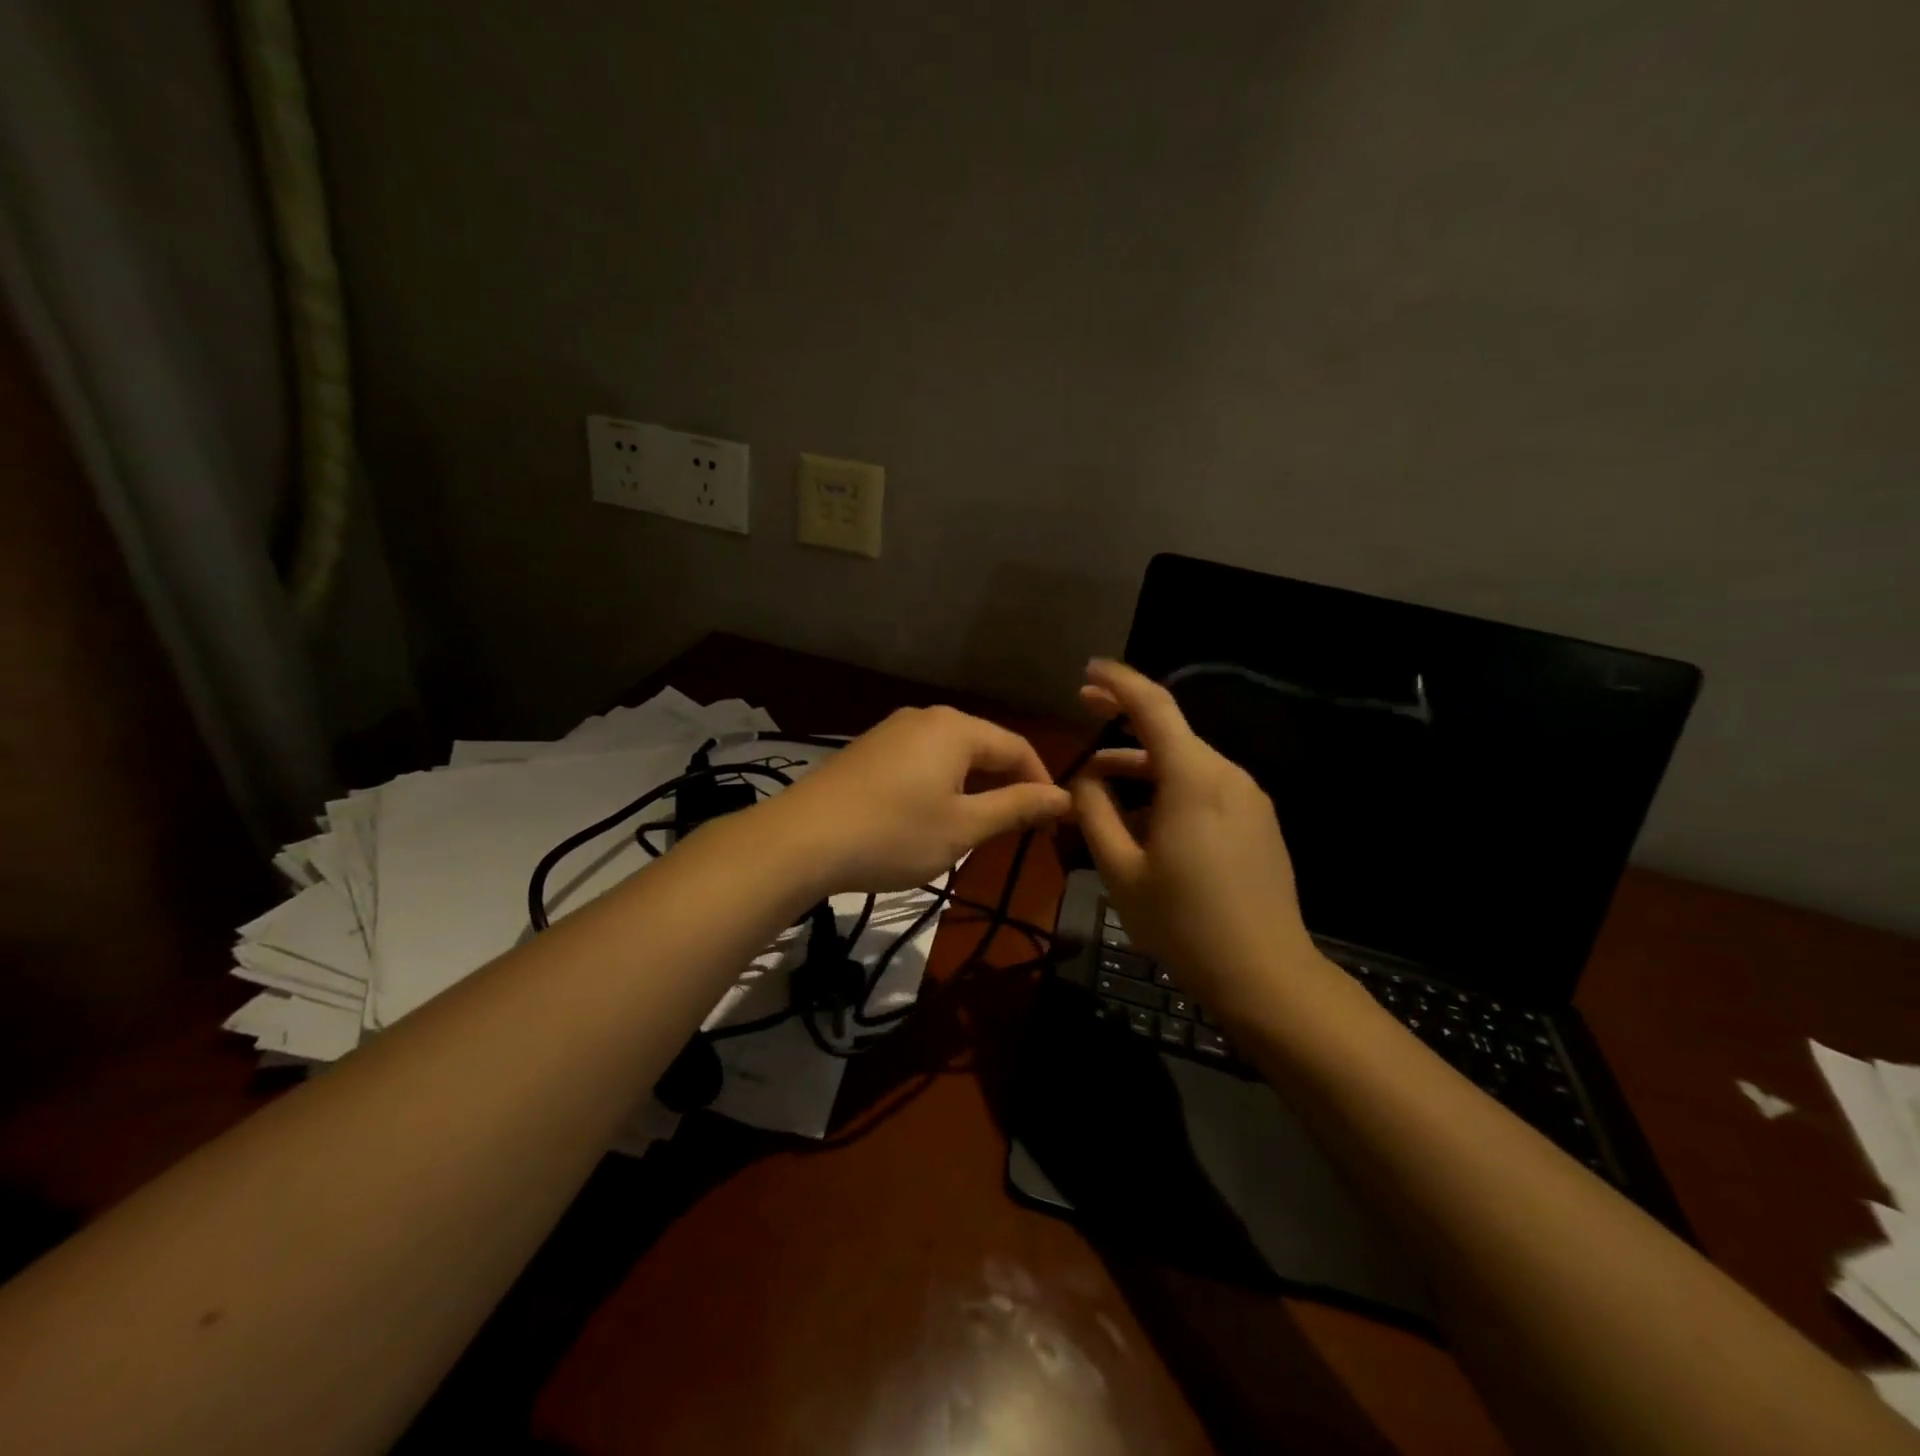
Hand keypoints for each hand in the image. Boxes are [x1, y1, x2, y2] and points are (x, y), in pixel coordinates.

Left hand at [762, 706, 1072, 893]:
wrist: (801, 839)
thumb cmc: (894, 833)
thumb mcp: (963, 826)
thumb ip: (1017, 807)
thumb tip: (1064, 797)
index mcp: (956, 728)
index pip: (1018, 748)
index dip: (1041, 784)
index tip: (1052, 824)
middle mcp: (926, 717)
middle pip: (984, 747)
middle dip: (1007, 786)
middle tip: (1020, 829)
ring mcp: (892, 731)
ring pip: (951, 755)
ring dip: (974, 788)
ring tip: (979, 827)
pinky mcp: (868, 750)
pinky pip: (921, 760)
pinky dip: (941, 785)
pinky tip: (932, 816)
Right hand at [1071, 659, 1321, 1014]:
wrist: (1267, 975)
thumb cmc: (1185, 923)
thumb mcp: (1122, 870)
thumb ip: (1095, 814)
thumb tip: (1084, 779)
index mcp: (1194, 778)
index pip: (1154, 706)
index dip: (1118, 682)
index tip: (1087, 672)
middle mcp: (1227, 775)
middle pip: (1170, 733)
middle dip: (1123, 722)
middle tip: (1084, 711)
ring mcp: (1250, 799)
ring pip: (1186, 764)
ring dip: (1142, 766)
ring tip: (1100, 789)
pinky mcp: (1259, 822)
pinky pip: (1206, 789)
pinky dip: (1169, 789)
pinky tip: (1144, 822)